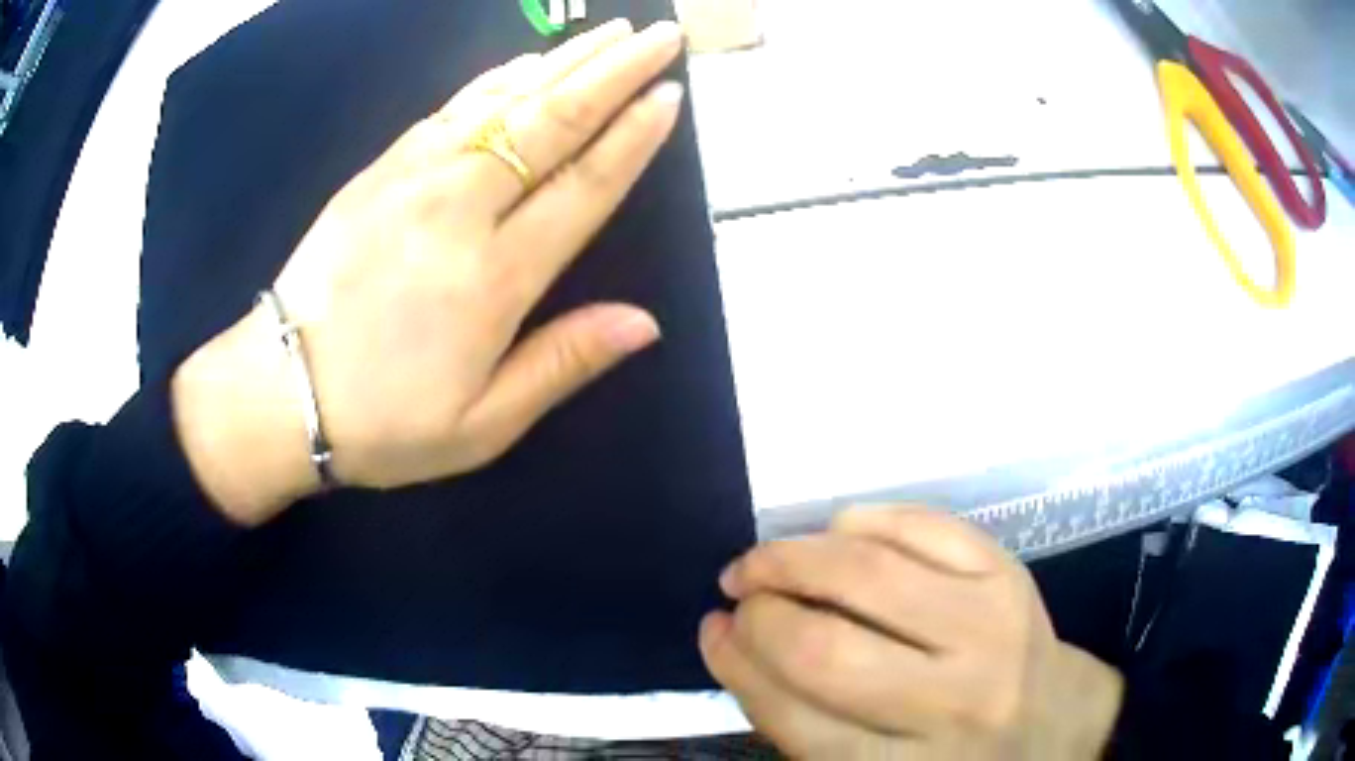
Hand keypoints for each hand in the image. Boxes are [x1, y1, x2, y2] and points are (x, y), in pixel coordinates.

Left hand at [171, 20, 686, 523]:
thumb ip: (562, 363)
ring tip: (610, 32)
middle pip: (552, 122)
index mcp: (493, 277)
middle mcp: (459, 209)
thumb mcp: (482, 425)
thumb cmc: (383, 422)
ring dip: (564, 60)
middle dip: (614, 71)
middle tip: (660, 35)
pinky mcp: (379, 170)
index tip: (670, 94)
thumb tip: (645, 323)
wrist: (279, 394)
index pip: (584, 185)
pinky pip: (451, 108)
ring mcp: (413, 179)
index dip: (633, 136)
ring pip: (504, 101)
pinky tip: (526, 61)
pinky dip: (496, 79)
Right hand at [700, 506, 1123, 759]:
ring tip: (763, 560)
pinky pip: (925, 526)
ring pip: (869, 574)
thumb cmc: (953, 757)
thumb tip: (732, 641)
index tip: (712, 633)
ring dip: (794, 556)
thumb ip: (801, 722)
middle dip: (761, 613)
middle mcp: (952, 704)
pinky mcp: (1008, 575)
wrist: (1052, 722)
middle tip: (737, 595)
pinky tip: (837, 532)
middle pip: (826, 650)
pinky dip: (865, 520)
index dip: (738, 668)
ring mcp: (989, 629)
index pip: (794, 719)